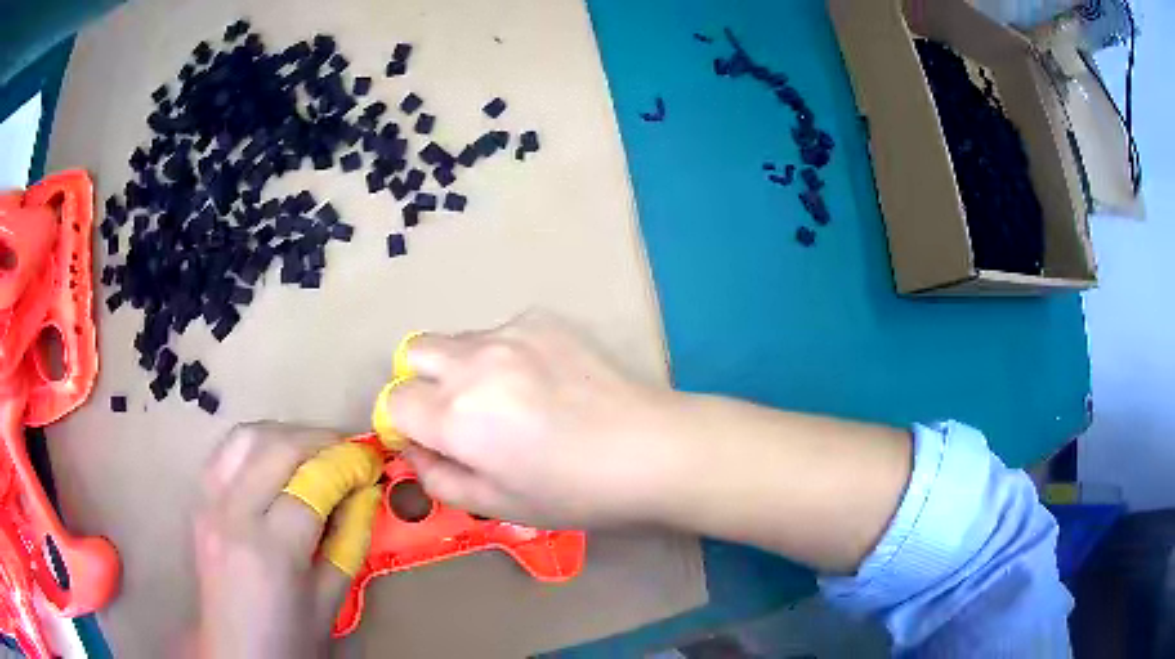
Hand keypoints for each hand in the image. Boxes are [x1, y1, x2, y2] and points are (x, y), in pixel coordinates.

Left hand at [191, 423, 379, 658]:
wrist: (237, 653)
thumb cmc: (291, 637)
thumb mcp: (332, 598)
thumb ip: (350, 539)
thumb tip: (366, 491)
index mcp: (270, 550)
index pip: (312, 484)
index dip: (347, 464)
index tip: (372, 460)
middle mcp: (231, 515)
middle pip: (276, 447)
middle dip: (320, 439)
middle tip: (349, 450)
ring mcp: (207, 503)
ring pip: (245, 436)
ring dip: (286, 433)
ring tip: (314, 450)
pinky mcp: (197, 501)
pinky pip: (226, 452)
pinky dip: (256, 443)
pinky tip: (275, 460)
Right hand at [386, 312, 680, 527]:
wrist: (651, 449)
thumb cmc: (574, 492)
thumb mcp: (497, 505)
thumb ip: (439, 478)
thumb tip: (416, 449)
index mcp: (456, 416)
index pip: (392, 401)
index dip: (406, 425)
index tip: (433, 440)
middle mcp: (473, 362)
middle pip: (413, 352)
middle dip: (423, 383)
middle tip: (460, 415)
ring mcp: (510, 332)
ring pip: (458, 341)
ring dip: (463, 367)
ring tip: (511, 399)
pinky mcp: (543, 319)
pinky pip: (501, 332)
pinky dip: (504, 354)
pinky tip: (545, 381)